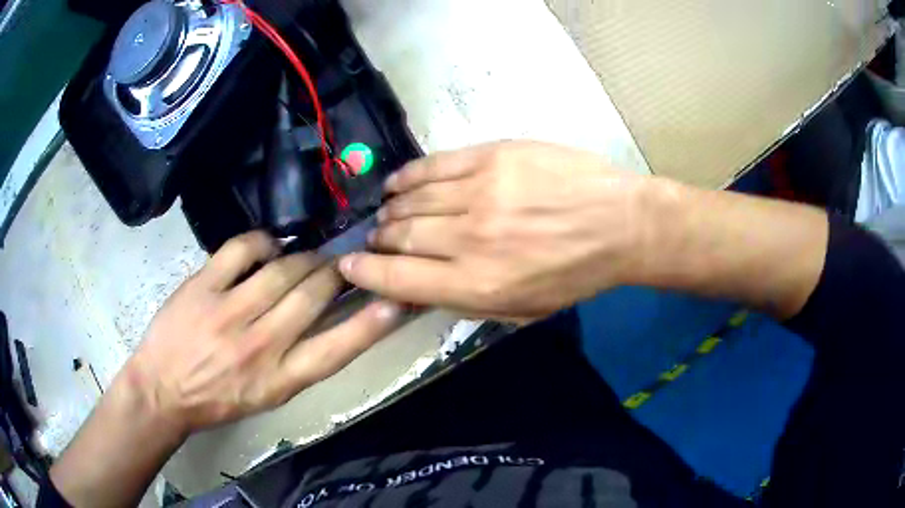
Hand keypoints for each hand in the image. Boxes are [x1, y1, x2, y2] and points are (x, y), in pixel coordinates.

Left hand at [124, 231, 400, 433]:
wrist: (162, 390)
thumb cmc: (217, 400)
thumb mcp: (267, 396)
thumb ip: (298, 362)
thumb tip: (325, 319)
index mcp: (279, 380)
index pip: (337, 349)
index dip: (372, 323)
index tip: (397, 299)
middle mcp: (259, 345)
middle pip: (312, 296)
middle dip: (336, 273)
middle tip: (342, 263)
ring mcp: (228, 312)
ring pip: (283, 268)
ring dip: (304, 257)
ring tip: (310, 255)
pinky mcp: (203, 287)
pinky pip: (242, 249)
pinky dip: (262, 240)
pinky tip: (269, 245)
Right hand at [339, 141, 653, 320]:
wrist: (619, 224)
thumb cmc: (575, 275)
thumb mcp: (522, 310)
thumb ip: (466, 301)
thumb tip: (418, 287)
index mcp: (477, 285)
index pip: (398, 277)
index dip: (365, 272)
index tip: (348, 265)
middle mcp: (470, 239)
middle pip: (401, 235)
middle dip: (380, 240)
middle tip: (376, 239)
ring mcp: (480, 192)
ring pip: (413, 199)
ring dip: (392, 209)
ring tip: (388, 213)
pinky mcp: (492, 157)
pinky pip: (434, 165)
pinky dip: (409, 176)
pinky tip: (398, 183)